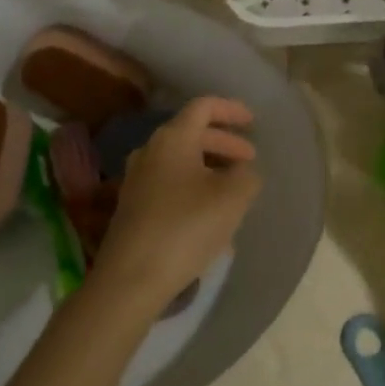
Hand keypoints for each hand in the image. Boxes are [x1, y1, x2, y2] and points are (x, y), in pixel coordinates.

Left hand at [96, 97, 259, 309]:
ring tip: (236, 193)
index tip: (252, 122)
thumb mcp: (232, 198)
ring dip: (210, 170)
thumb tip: (242, 171)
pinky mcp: (133, 208)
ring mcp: (137, 180)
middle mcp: (150, 151)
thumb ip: (246, 176)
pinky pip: (171, 187)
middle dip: (224, 144)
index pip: (203, 107)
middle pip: (192, 135)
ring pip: (181, 163)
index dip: (230, 110)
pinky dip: (195, 191)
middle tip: (249, 162)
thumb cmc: (186, 227)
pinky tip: (212, 220)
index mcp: (173, 138)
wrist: (132, 278)